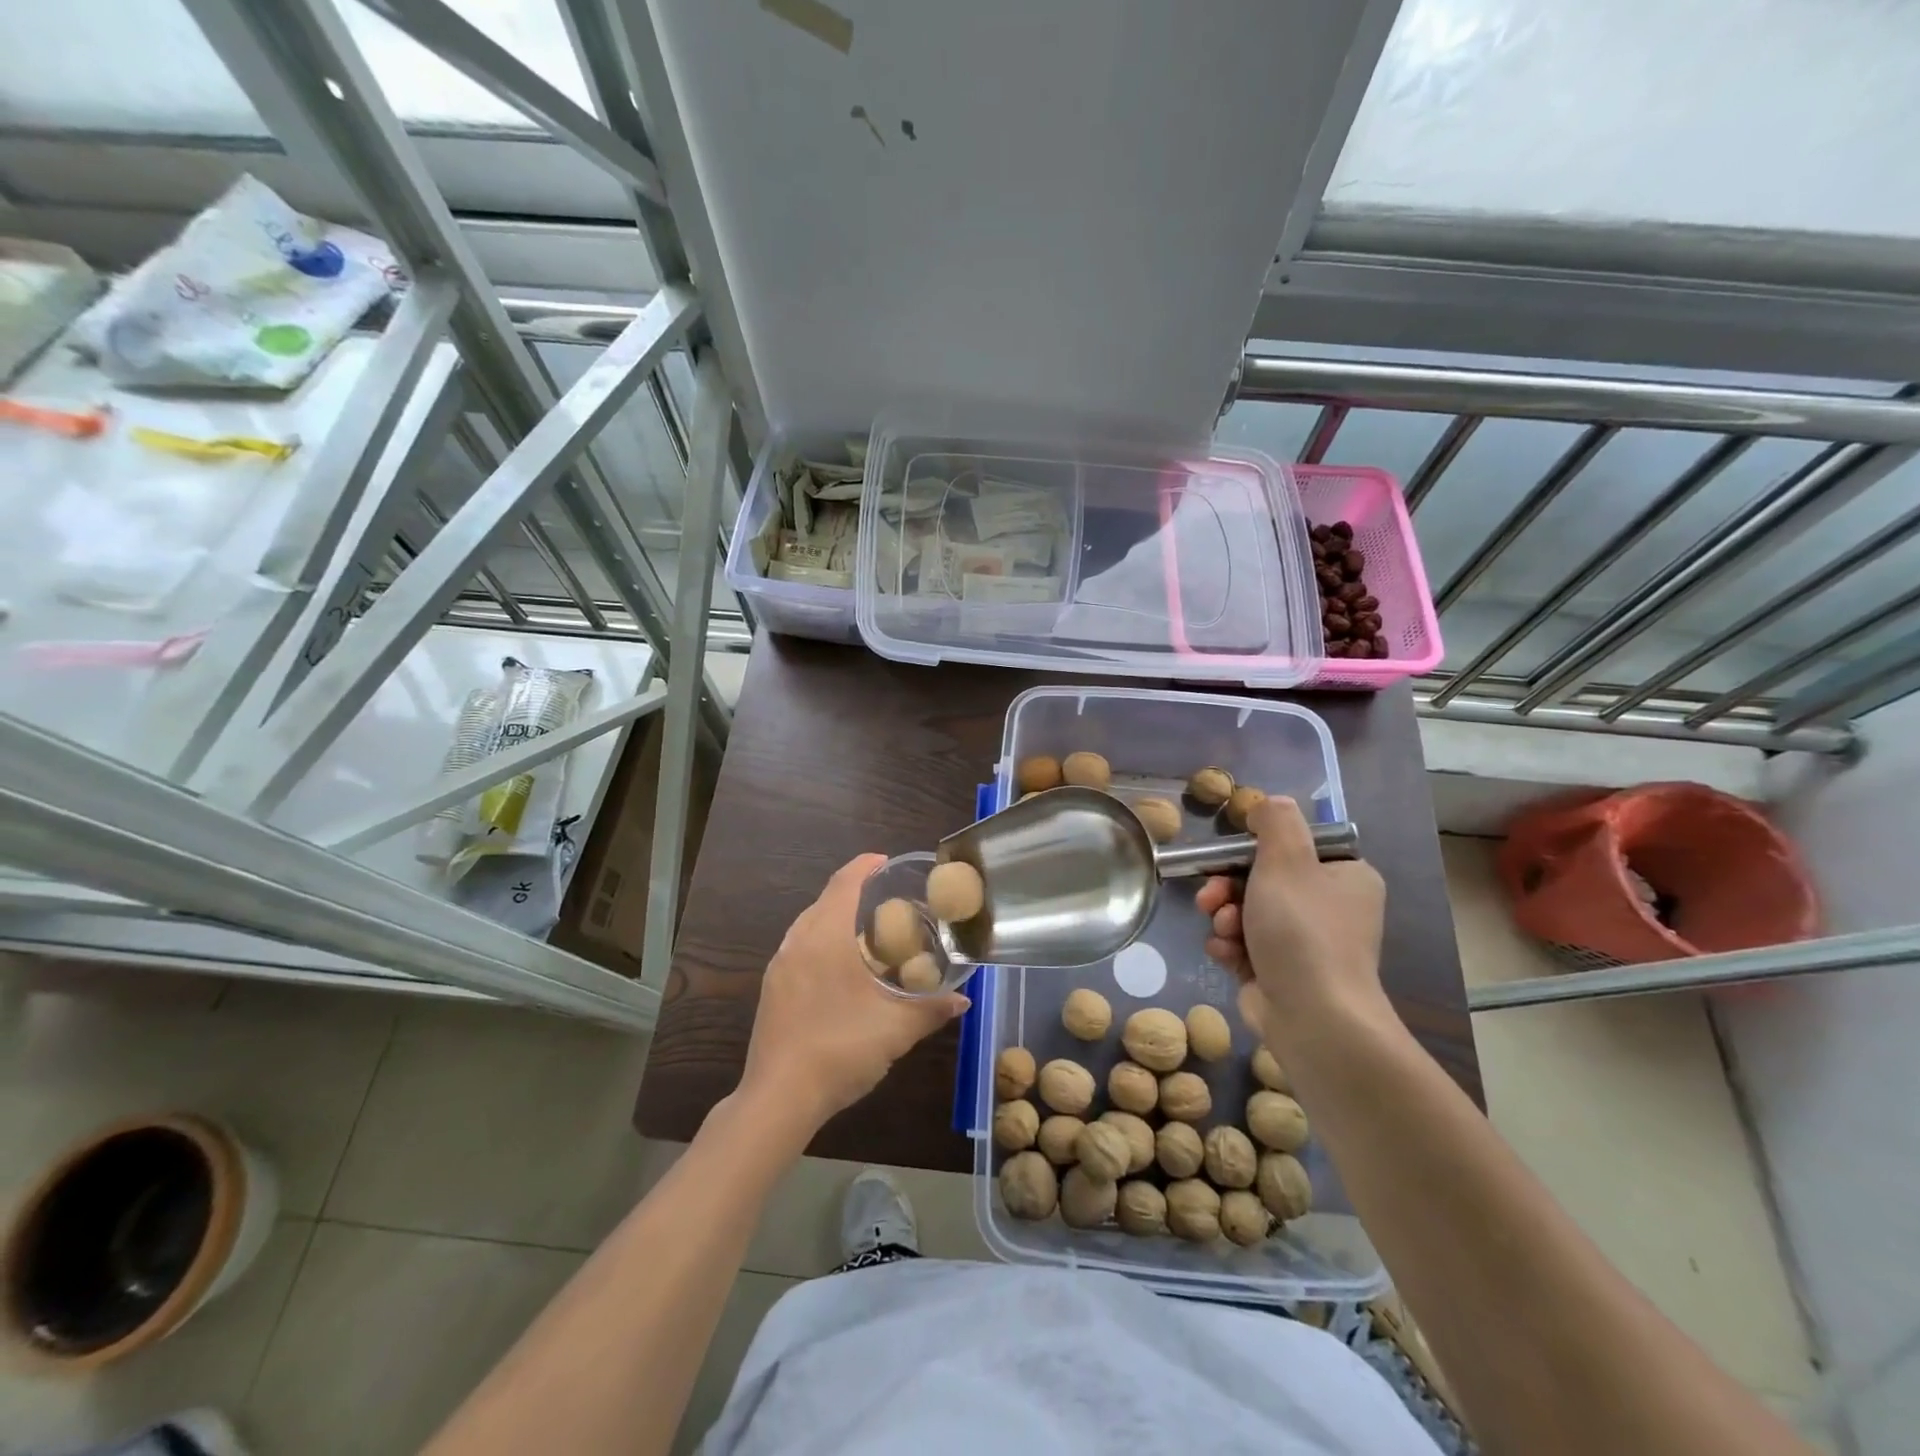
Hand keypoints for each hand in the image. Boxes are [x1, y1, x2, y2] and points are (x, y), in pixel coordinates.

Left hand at [739, 853, 969, 1134]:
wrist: (778, 1099)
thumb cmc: (840, 1049)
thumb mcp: (896, 1030)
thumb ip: (932, 1009)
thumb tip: (963, 1000)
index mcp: (825, 936)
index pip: (844, 881)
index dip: (866, 865)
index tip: (888, 862)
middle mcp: (797, 941)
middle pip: (827, 900)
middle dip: (857, 894)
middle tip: (892, 904)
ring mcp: (780, 966)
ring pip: (811, 926)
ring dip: (839, 920)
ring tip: (871, 935)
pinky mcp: (773, 989)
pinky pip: (801, 949)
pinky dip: (824, 944)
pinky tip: (844, 972)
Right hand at [1195, 795, 1390, 1051]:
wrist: (1312, 1018)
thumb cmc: (1302, 931)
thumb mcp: (1286, 861)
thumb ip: (1276, 822)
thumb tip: (1269, 803)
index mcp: (1346, 878)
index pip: (1295, 848)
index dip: (1256, 849)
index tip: (1231, 856)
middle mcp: (1330, 909)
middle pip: (1264, 880)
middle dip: (1228, 887)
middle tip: (1211, 896)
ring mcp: (1306, 944)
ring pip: (1248, 912)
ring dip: (1225, 917)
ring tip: (1222, 929)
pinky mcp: (1281, 973)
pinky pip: (1244, 944)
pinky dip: (1230, 946)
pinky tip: (1225, 954)